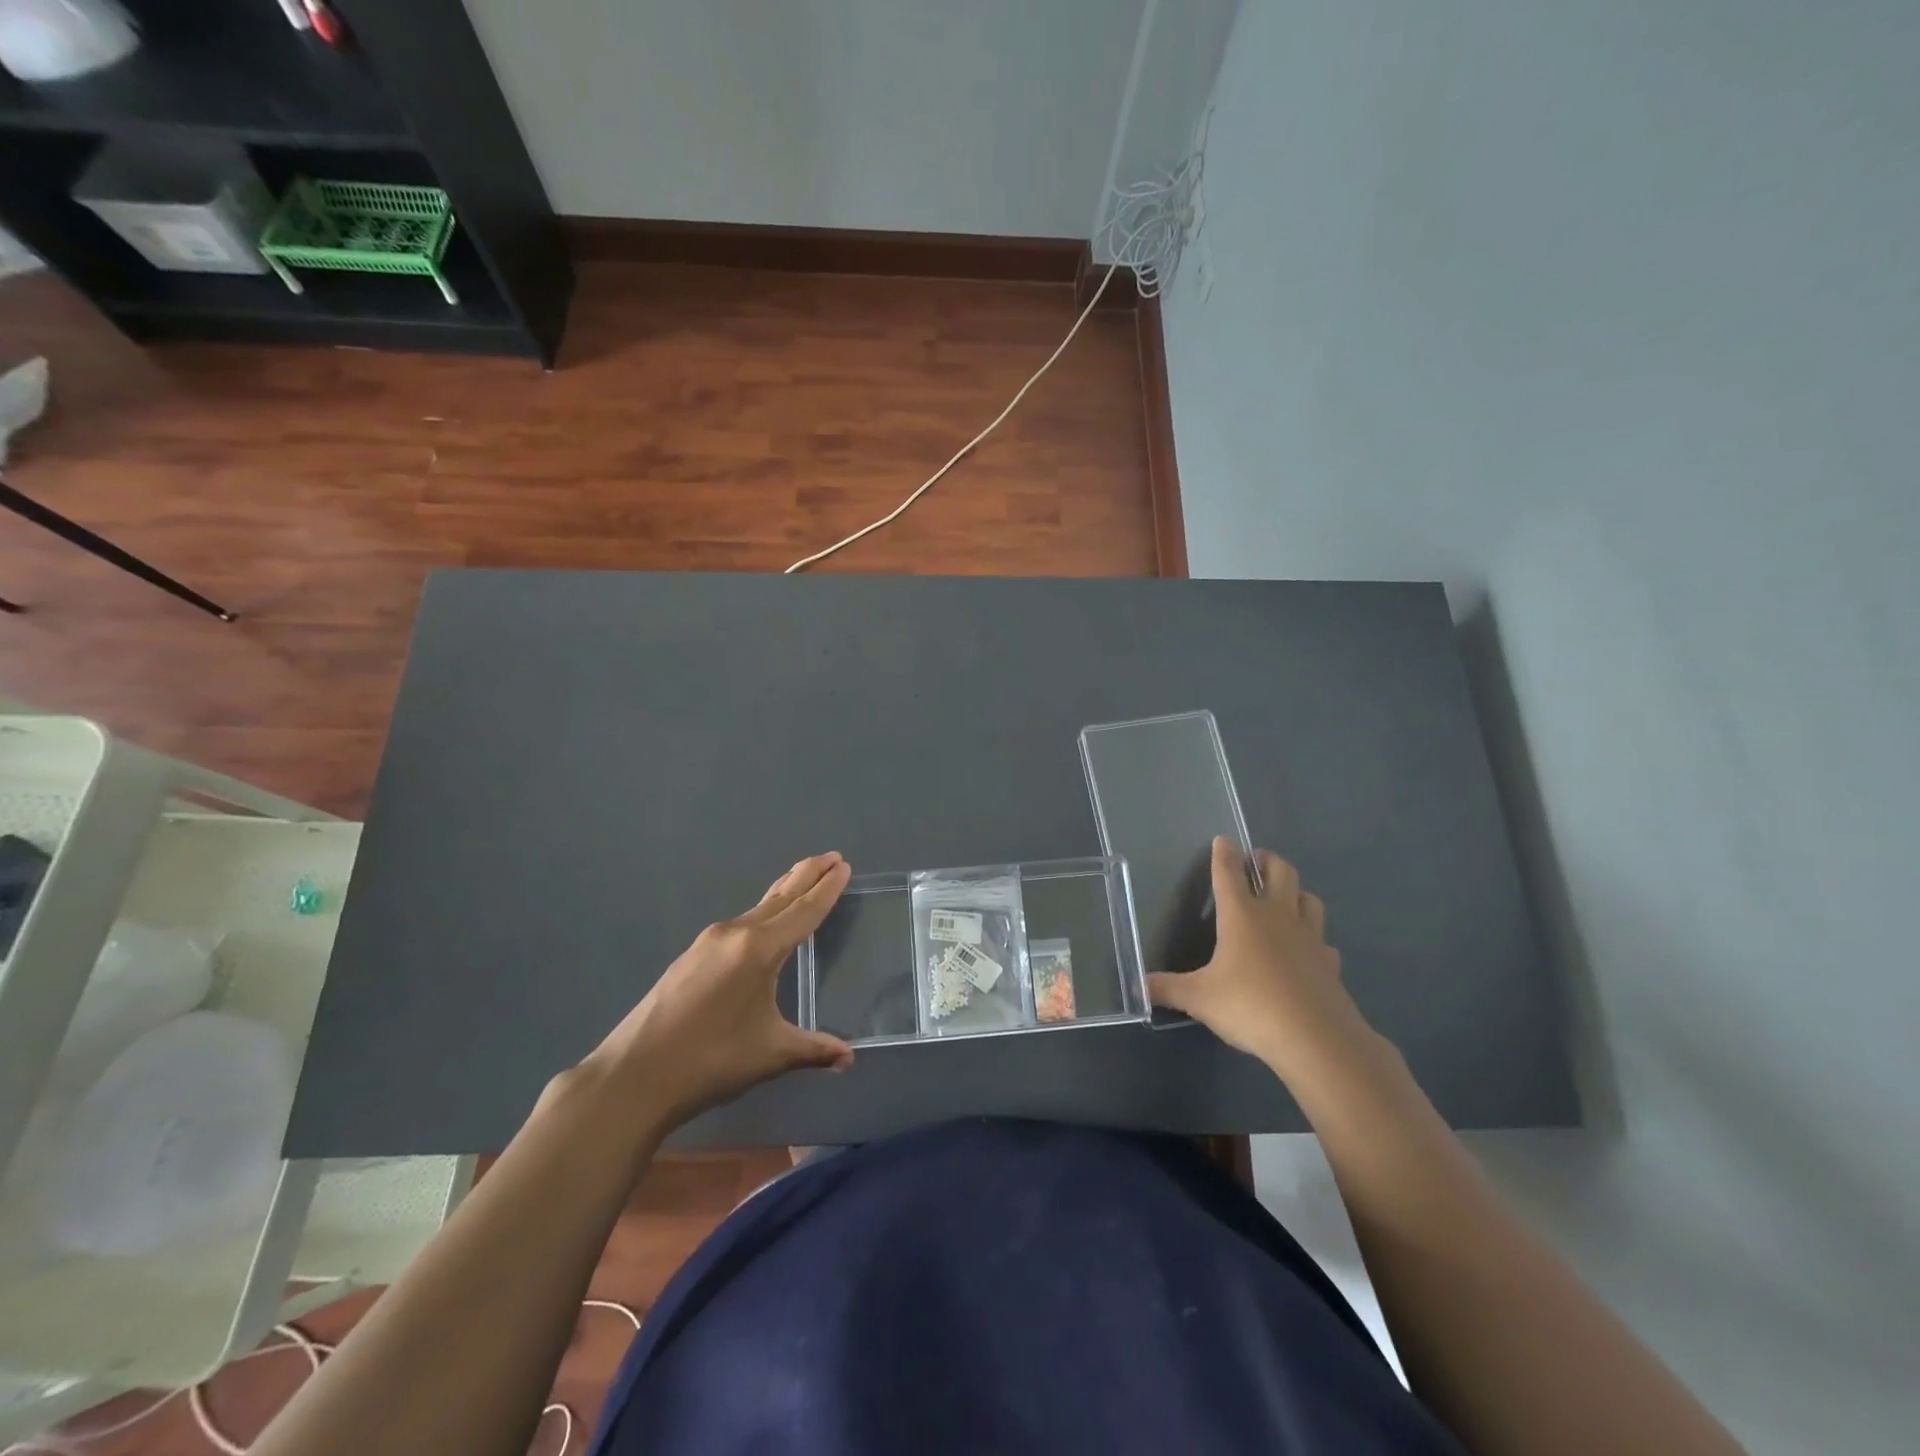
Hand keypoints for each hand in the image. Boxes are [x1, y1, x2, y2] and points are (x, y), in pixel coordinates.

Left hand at [586, 852, 855, 1126]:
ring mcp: (708, 942)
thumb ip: (813, 1049)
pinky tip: (763, 925)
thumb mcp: (770, 1054)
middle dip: (807, 875)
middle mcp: (734, 934)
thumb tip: (849, 1058)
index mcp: (759, 949)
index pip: (803, 911)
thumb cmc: (709, 1061)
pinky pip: (738, 924)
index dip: (826, 889)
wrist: (632, 1076)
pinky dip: (762, 913)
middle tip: (832, 856)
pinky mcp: (691, 956)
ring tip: (803, 879)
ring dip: (784, 892)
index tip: (843, 865)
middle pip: (780, 898)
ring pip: (757, 909)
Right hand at [1147, 837, 1383, 1091]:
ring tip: (1283, 898)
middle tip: (1256, 862)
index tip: (1222, 840)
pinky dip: (1314, 940)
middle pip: (1280, 871)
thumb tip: (1137, 987)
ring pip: (1308, 899)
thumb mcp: (1199, 999)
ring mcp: (1309, 938)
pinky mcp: (1329, 963)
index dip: (1224, 854)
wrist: (1316, 1039)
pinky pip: (1323, 942)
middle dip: (1267, 860)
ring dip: (1295, 892)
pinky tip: (1306, 952)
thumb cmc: (1250, 1006)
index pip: (1229, 873)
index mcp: (1241, 916)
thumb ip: (1167, 989)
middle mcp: (1277, 917)